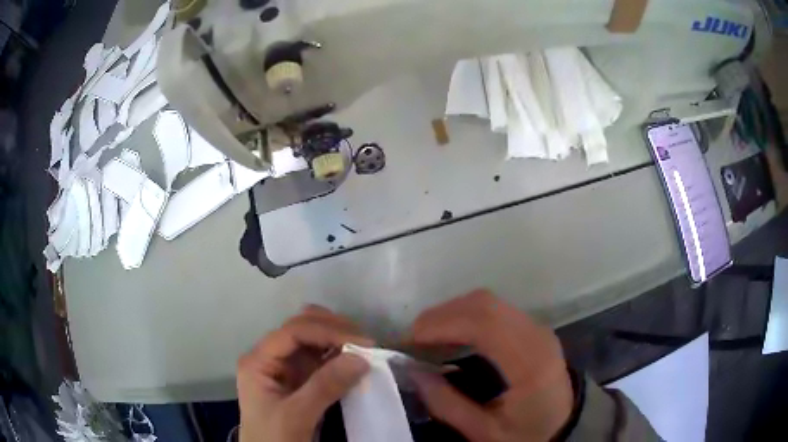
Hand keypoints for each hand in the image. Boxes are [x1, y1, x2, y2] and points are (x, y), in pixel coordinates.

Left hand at [237, 306, 372, 441]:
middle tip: (366, 344)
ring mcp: (285, 367)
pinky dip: (339, 357)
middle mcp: (270, 357)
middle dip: (334, 330)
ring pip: (313, 340)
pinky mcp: (299, 380)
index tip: (362, 343)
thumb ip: (325, 386)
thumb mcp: (296, 416)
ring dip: (339, 340)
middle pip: (301, 328)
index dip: (328, 331)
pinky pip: (321, 359)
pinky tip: (355, 362)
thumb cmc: (274, 438)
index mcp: (259, 361)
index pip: (293, 332)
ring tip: (365, 350)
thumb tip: (361, 358)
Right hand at [410, 290, 573, 441]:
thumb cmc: (528, 433)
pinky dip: (466, 315)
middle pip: (484, 304)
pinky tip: (452, 334)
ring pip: (487, 302)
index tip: (410, 341)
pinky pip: (494, 309)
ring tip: (427, 338)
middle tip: (413, 340)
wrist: (565, 423)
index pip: (485, 325)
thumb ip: (447, 404)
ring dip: (452, 313)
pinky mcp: (533, 328)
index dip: (442, 325)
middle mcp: (537, 335)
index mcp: (530, 363)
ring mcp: (537, 327)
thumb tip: (413, 372)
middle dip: (441, 316)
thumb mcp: (484, 432)